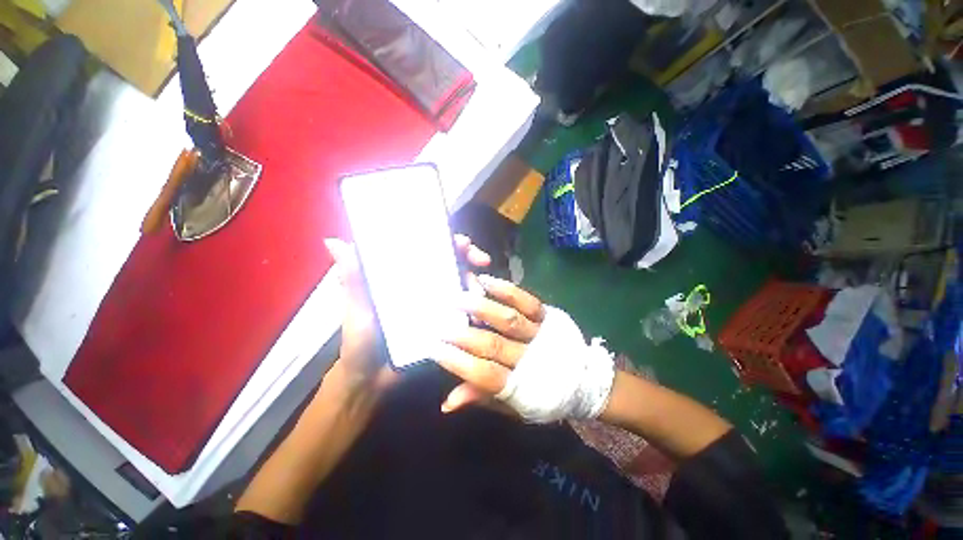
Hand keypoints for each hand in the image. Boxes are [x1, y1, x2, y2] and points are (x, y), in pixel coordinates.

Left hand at [323, 235, 490, 395]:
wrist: (372, 381)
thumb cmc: (360, 342)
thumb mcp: (356, 309)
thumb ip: (352, 279)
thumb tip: (333, 241)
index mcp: (402, 277)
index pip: (425, 250)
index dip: (442, 240)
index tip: (460, 241)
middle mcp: (422, 286)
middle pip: (449, 263)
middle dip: (467, 256)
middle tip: (481, 259)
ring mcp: (436, 304)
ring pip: (460, 284)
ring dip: (474, 280)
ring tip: (480, 287)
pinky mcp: (445, 323)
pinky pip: (464, 309)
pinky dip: (475, 305)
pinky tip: (482, 306)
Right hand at [435, 276, 546, 412]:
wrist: (585, 380)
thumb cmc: (545, 396)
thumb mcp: (515, 408)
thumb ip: (483, 399)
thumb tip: (447, 402)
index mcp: (521, 386)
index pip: (484, 374)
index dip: (458, 362)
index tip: (435, 348)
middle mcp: (530, 358)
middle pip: (492, 344)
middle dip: (462, 334)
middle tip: (439, 323)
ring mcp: (540, 333)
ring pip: (508, 319)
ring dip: (481, 308)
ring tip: (457, 298)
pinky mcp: (549, 316)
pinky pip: (526, 301)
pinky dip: (506, 290)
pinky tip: (486, 281)